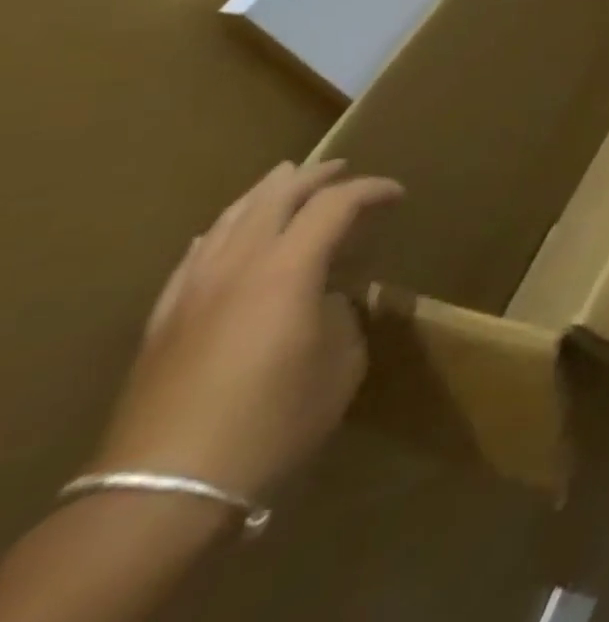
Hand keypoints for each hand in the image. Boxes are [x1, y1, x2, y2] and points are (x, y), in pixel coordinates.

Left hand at [91, 161, 403, 503]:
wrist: (164, 490)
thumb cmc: (275, 420)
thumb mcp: (340, 362)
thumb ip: (342, 314)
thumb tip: (330, 299)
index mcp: (288, 270)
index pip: (335, 204)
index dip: (372, 190)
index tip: (398, 195)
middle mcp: (237, 267)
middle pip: (274, 198)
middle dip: (313, 177)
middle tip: (342, 167)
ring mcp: (192, 293)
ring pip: (229, 220)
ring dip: (264, 194)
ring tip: (286, 179)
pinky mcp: (163, 323)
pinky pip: (194, 257)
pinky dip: (220, 232)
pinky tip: (223, 232)